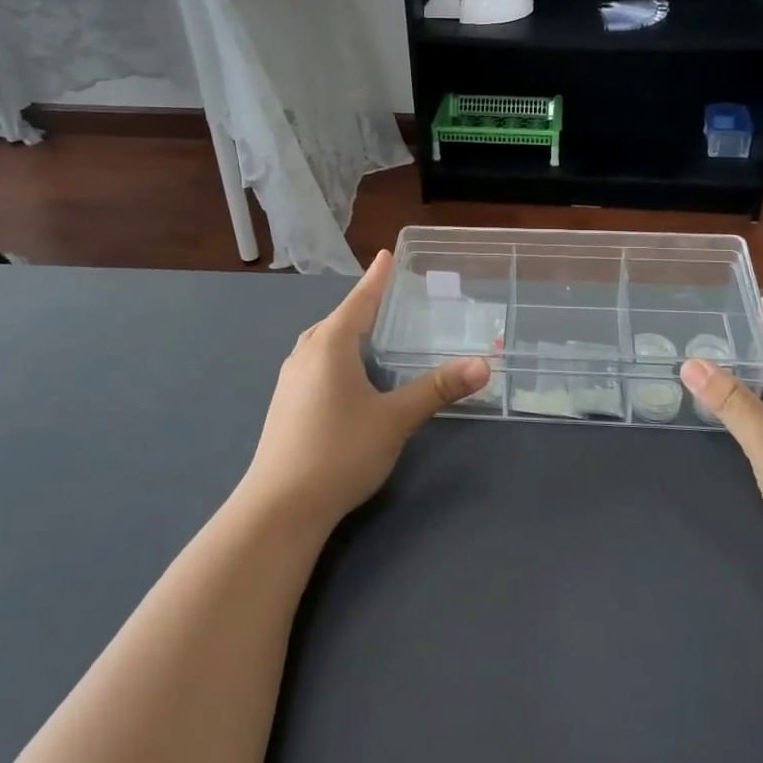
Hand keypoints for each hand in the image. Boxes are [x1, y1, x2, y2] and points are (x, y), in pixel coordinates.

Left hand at [242, 251, 489, 529]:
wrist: (280, 507)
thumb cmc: (339, 452)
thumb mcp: (395, 419)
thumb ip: (437, 390)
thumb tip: (483, 365)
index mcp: (330, 345)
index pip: (359, 301)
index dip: (377, 279)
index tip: (386, 255)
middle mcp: (305, 354)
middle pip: (338, 319)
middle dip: (362, 306)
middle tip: (389, 297)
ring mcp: (290, 380)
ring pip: (323, 342)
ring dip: (346, 332)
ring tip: (370, 333)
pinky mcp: (285, 404)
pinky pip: (315, 363)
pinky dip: (335, 355)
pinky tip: (347, 377)